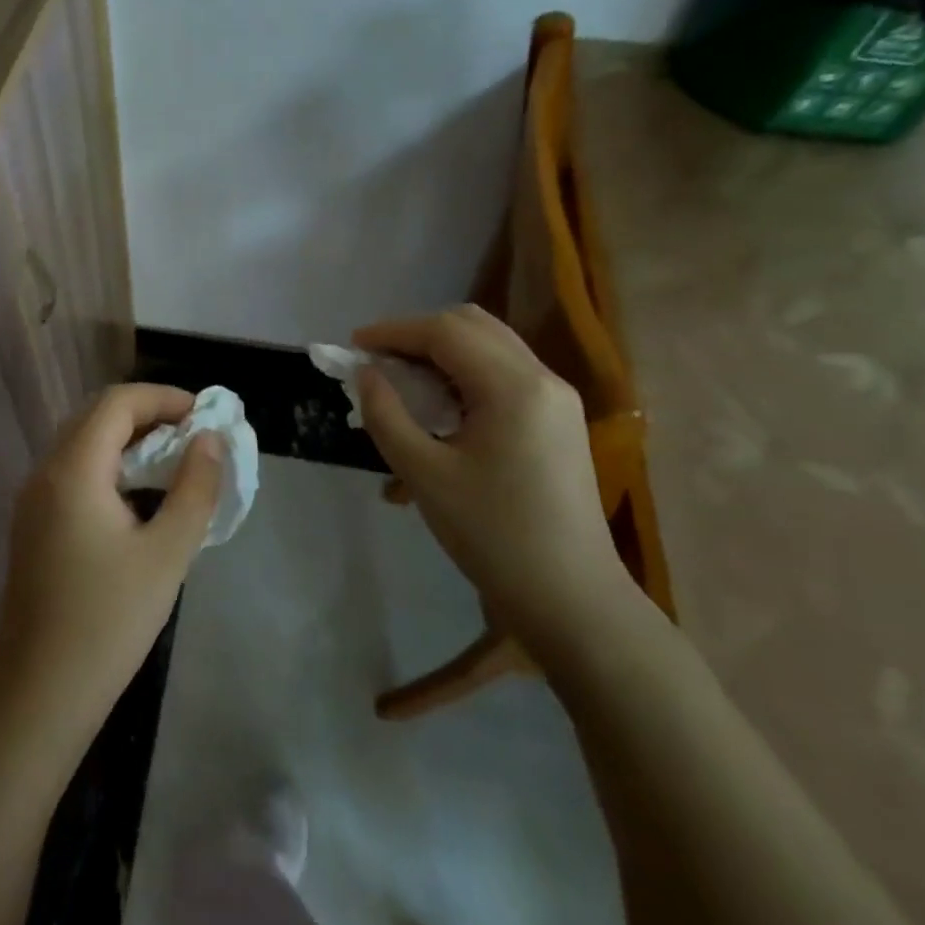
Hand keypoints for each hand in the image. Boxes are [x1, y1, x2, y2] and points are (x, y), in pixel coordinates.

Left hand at [0, 385, 221, 728]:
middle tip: (194, 437)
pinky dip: (111, 467)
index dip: (164, 398)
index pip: (117, 402)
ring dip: (129, 441)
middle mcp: (45, 473)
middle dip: (149, 415)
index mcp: (73, 470)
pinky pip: (74, 473)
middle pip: (97, 417)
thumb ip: (194, 488)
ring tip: (175, 464)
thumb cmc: (109, 620)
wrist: (40, 692)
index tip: (204, 417)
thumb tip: (208, 439)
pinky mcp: (33, 525)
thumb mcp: (167, 552)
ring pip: (83, 445)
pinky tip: (140, 498)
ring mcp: (33, 500)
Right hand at [354, 305, 633, 653]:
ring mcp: (557, 398)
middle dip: (419, 335)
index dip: (394, 331)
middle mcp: (543, 378)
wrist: (570, 598)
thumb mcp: (425, 475)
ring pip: (491, 346)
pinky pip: (506, 375)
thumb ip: (387, 415)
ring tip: (404, 383)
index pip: (445, 332)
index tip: (354, 345)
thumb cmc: (492, 536)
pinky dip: (466, 375)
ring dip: (443, 353)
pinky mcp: (559, 420)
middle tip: (379, 363)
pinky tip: (440, 409)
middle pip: (472, 326)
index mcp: (514, 386)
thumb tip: (366, 373)